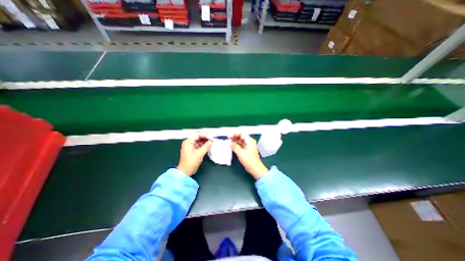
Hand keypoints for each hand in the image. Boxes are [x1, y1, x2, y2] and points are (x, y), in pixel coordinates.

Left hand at [178, 133, 212, 175]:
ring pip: (200, 141)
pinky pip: (200, 145)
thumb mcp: (199, 154)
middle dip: (206, 138)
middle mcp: (189, 142)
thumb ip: (206, 146)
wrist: (185, 171)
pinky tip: (209, 146)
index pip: (198, 135)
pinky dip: (204, 145)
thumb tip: (211, 142)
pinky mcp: (193, 150)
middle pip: (199, 137)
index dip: (205, 135)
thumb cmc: (190, 162)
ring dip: (206, 141)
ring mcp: (191, 146)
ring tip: (212, 143)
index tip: (211, 138)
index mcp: (188, 142)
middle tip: (213, 140)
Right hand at [229, 134, 268, 178]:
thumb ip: (234, 146)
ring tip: (228, 142)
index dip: (235, 134)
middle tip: (227, 138)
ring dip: (234, 141)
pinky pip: (240, 145)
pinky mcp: (246, 151)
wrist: (255, 169)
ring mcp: (248, 146)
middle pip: (240, 137)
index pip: (242, 134)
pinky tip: (231, 146)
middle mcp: (249, 142)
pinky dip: (235, 145)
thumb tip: (229, 142)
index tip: (229, 136)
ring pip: (240, 141)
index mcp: (250, 141)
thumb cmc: (250, 161)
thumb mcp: (241, 153)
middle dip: (234, 137)